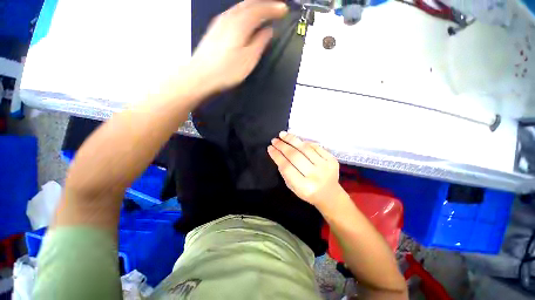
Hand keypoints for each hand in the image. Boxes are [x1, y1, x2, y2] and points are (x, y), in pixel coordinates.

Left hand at [190, 0, 287, 92]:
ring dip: (254, 6)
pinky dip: (244, 12)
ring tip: (264, 11)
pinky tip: (245, 18)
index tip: (284, 10)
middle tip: (276, 7)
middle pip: (249, 3)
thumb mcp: (249, 59)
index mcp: (240, 23)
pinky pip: (233, 13)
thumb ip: (260, 42)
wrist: (201, 76)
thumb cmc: (227, 70)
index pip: (260, 9)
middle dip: (265, 3)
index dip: (273, 8)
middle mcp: (229, 16)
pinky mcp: (215, 29)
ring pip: (240, 7)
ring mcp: (220, 22)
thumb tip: (268, 30)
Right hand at [268, 131, 344, 209]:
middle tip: (274, 140)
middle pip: (295, 156)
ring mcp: (325, 166)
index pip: (286, 167)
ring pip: (305, 148)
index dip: (277, 155)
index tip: (270, 148)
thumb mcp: (292, 187)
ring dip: (292, 140)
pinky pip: (316, 147)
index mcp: (304, 187)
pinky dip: (304, 142)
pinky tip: (296, 140)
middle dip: (282, 146)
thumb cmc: (308, 192)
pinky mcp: (332, 160)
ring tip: (283, 135)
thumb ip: (285, 172)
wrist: (329, 194)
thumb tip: (278, 154)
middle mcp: (315, 176)